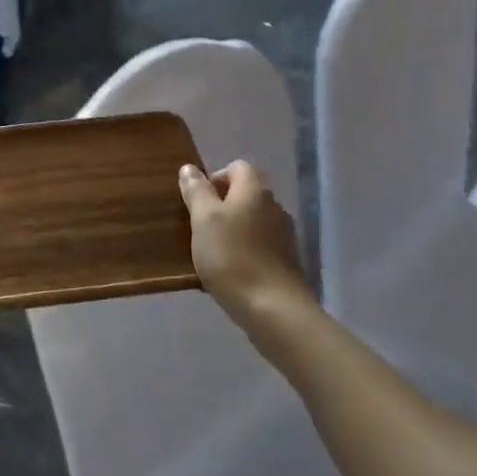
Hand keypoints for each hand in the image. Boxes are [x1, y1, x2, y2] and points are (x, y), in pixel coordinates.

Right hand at [177, 161, 313, 328]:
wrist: (273, 308)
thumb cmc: (231, 257)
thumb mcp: (203, 220)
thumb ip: (196, 191)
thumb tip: (190, 168)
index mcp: (254, 191)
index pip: (237, 167)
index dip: (215, 178)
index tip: (198, 202)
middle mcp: (274, 206)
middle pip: (245, 194)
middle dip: (221, 206)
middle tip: (199, 228)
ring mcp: (284, 235)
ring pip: (252, 221)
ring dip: (233, 230)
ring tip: (211, 252)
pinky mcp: (286, 261)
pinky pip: (260, 245)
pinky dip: (244, 251)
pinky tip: (230, 272)